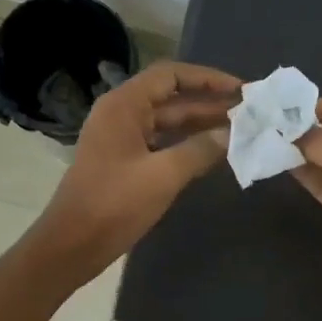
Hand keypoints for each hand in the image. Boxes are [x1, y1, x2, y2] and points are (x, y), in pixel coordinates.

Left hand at [31, 61, 239, 281]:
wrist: (72, 245)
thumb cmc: (114, 204)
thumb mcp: (163, 175)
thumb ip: (199, 149)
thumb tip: (230, 134)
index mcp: (124, 106)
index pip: (170, 75)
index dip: (207, 78)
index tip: (240, 90)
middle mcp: (122, 114)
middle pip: (171, 98)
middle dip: (209, 103)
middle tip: (249, 112)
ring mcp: (122, 139)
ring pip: (168, 122)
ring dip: (201, 123)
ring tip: (240, 129)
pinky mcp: (124, 162)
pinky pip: (161, 142)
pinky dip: (187, 143)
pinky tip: (213, 151)